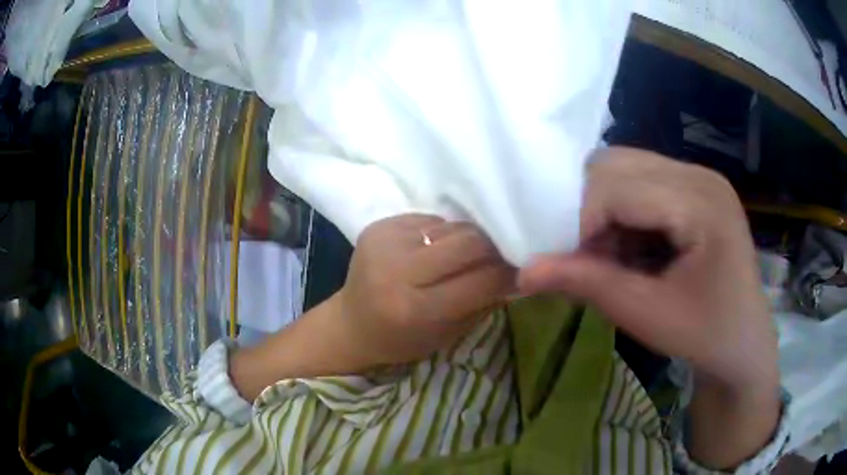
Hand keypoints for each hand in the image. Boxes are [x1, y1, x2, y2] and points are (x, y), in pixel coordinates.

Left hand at [230, 214, 513, 398]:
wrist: (352, 324)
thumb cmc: (402, 341)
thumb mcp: (448, 334)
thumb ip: (483, 301)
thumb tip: (518, 271)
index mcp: (415, 308)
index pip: (480, 281)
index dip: (508, 273)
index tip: (524, 270)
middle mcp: (397, 270)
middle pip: (468, 242)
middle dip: (493, 247)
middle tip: (503, 255)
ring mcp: (384, 242)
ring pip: (451, 227)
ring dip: (467, 239)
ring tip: (468, 254)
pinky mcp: (378, 227)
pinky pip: (428, 221)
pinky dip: (442, 234)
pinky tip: (436, 249)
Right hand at [518, 148, 779, 467]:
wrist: (744, 343)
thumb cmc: (705, 335)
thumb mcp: (647, 316)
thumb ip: (588, 285)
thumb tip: (523, 272)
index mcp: (701, 202)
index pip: (615, 186)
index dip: (582, 223)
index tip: (576, 267)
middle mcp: (701, 174)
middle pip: (617, 164)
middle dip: (591, 209)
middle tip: (595, 258)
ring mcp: (701, 176)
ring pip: (625, 166)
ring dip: (607, 207)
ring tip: (616, 253)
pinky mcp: (697, 186)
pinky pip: (643, 179)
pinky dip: (624, 208)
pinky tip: (636, 245)